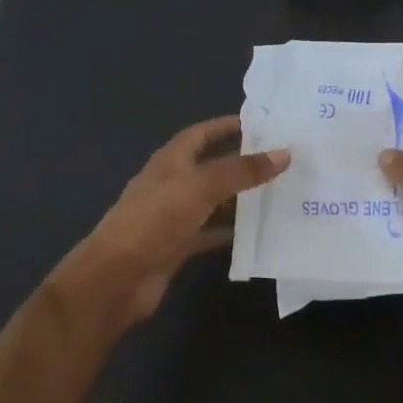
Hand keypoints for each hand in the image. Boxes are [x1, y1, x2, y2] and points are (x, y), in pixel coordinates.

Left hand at [52, 116, 289, 326]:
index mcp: (170, 161)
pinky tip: (259, 232)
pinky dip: (231, 231)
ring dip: (240, 199)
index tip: (260, 125)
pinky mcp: (178, 246)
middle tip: (281, 161)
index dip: (226, 127)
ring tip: (279, 194)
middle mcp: (172, 184)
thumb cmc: (156, 219)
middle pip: (211, 167)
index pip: (200, 134)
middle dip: (241, 163)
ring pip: (214, 201)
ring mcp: (174, 217)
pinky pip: (211, 232)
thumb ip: (241, 171)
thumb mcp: (201, 187)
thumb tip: (284, 154)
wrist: (118, 277)